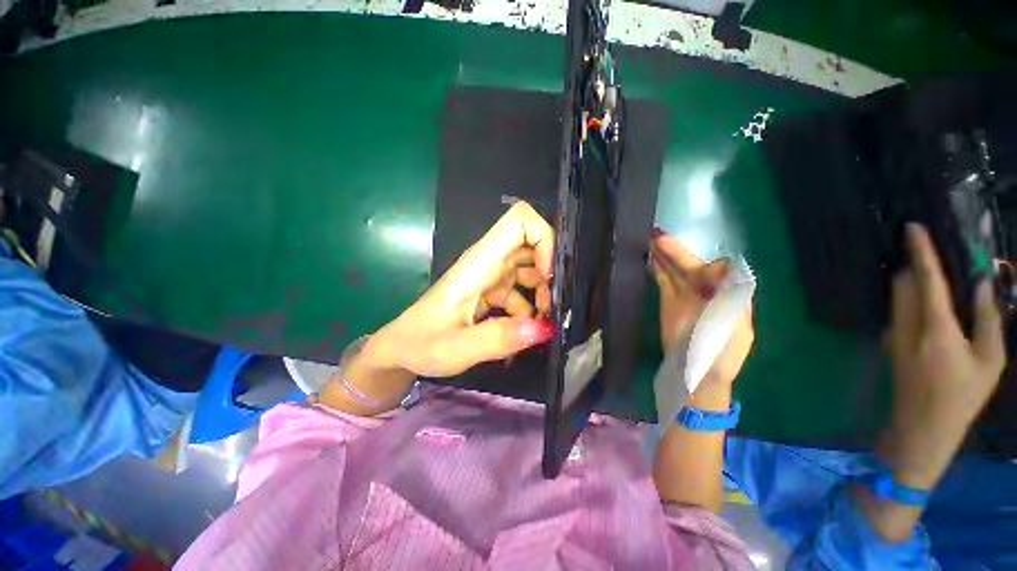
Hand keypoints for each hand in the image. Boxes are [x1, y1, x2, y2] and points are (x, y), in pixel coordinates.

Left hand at [363, 201, 554, 376]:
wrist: (402, 349)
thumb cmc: (421, 343)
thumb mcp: (456, 348)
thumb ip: (497, 339)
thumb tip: (544, 328)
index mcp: (478, 264)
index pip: (518, 221)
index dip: (543, 238)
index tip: (549, 275)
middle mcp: (487, 262)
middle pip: (531, 242)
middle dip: (550, 268)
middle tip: (553, 304)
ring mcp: (490, 275)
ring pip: (530, 266)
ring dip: (543, 290)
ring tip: (543, 321)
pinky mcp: (491, 290)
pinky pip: (521, 288)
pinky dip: (531, 304)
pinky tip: (528, 328)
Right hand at [650, 231, 753, 387]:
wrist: (694, 378)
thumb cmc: (717, 354)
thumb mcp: (735, 326)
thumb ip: (732, 293)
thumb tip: (721, 266)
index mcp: (729, 298)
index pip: (720, 271)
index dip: (707, 264)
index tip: (698, 267)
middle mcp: (707, 294)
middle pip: (692, 268)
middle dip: (677, 252)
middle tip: (658, 236)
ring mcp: (686, 299)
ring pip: (675, 273)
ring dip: (664, 258)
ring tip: (650, 241)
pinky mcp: (669, 305)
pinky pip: (664, 282)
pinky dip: (658, 270)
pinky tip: (651, 258)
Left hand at [883, 223, 1005, 488]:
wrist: (922, 426)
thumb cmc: (962, 397)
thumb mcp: (990, 361)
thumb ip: (988, 319)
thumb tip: (980, 284)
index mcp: (936, 327)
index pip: (926, 279)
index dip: (920, 251)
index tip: (911, 227)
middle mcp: (907, 325)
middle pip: (903, 283)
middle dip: (914, 263)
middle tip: (929, 250)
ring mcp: (893, 335)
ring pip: (896, 296)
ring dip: (909, 280)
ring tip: (928, 270)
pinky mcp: (889, 343)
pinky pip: (896, 311)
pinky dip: (907, 298)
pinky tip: (923, 300)